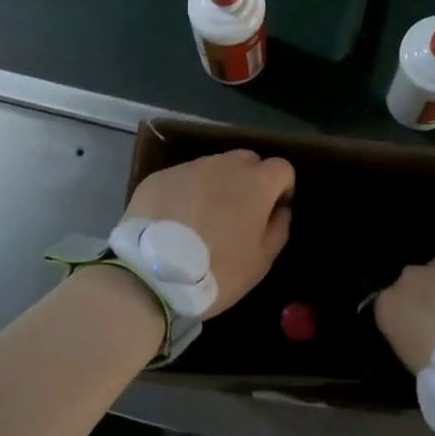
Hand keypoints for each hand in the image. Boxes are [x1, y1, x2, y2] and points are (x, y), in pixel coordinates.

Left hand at [127, 150, 293, 317]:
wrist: (153, 275)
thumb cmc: (217, 271)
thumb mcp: (261, 261)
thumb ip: (278, 229)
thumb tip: (280, 210)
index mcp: (255, 183)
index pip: (281, 167)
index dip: (282, 188)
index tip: (273, 211)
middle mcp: (223, 165)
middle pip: (247, 160)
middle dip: (250, 180)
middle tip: (240, 213)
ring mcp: (188, 168)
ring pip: (213, 167)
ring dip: (216, 185)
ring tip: (204, 218)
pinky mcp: (159, 177)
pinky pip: (183, 179)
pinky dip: (186, 193)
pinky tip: (176, 220)